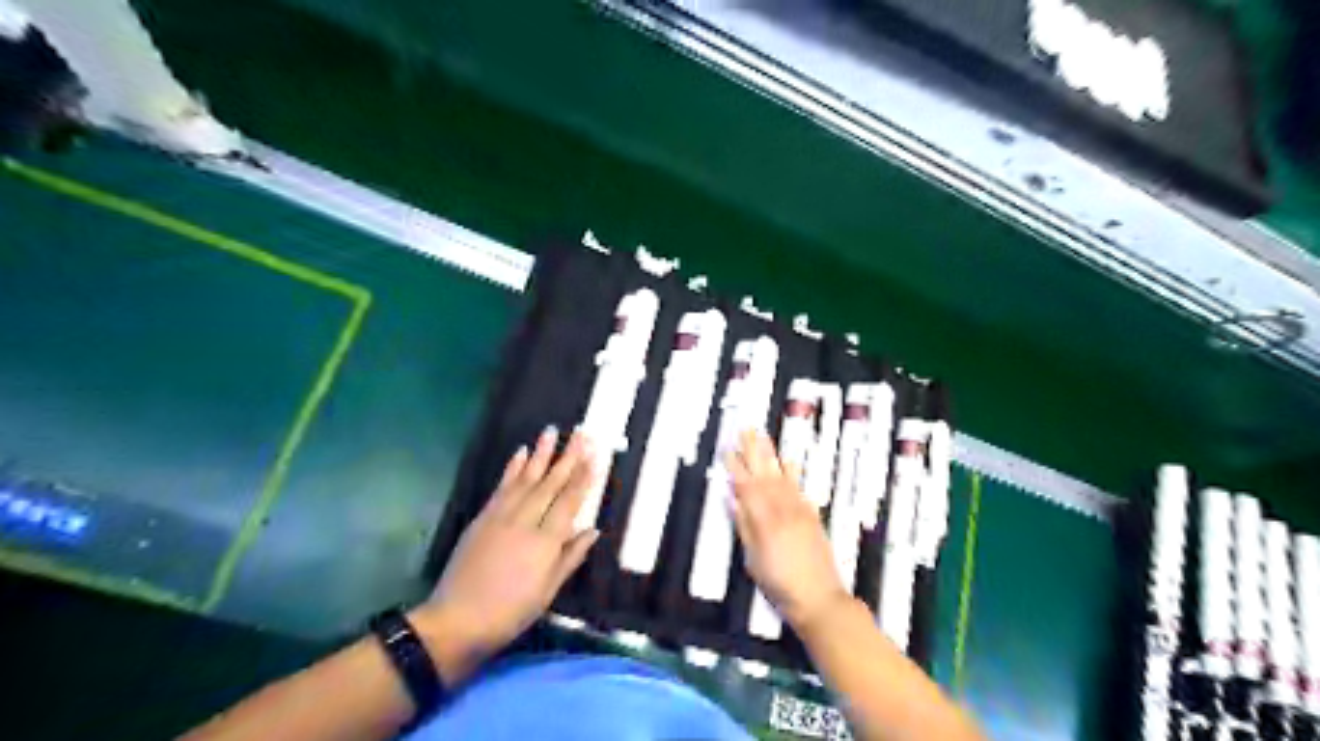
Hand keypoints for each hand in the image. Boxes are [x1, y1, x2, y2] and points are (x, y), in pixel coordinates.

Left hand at [418, 427, 598, 683]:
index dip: (584, 478)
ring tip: (552, 431)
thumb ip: (570, 557)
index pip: (570, 502)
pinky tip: (521, 453)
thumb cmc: (510, 613)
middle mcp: (525, 521)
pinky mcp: (483, 518)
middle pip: (551, 484)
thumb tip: (593, 530)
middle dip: (568, 457)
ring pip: (526, 478)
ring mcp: (501, 516)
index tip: (595, 456)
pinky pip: (502, 487)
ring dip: (541, 454)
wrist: (456, 621)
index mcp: (545, 542)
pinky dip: (512, 468)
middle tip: (581, 433)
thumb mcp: (547, 592)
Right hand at [727, 432, 851, 632]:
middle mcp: (782, 509)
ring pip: (781, 476)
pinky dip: (793, 472)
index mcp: (764, 520)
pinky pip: (799, 487)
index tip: (726, 449)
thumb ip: (744, 526)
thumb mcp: (753, 559)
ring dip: (771, 454)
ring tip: (762, 436)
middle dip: (753, 450)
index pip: (746, 486)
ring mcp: (799, 510)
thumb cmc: (779, 585)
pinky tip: (788, 460)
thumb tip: (733, 499)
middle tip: (745, 429)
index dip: (735, 467)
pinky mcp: (811, 515)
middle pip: (764, 474)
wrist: (819, 598)